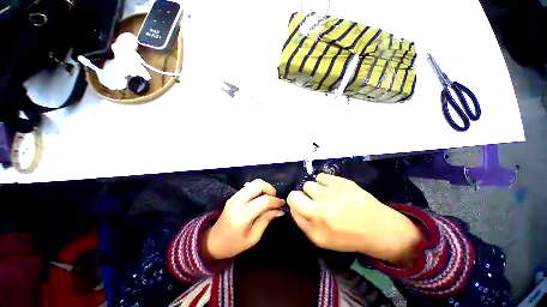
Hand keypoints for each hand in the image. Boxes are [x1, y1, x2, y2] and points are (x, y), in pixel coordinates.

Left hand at [203, 179, 284, 260]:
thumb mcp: (253, 237)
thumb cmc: (234, 244)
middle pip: (258, 184)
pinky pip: (249, 186)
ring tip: (269, 199)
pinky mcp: (234, 195)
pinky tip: (260, 198)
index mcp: (242, 215)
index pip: (264, 200)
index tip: (282, 204)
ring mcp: (235, 196)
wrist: (213, 241)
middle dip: (270, 189)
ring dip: (265, 188)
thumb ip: (266, 220)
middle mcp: (238, 201)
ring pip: (254, 183)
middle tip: (275, 200)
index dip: (276, 201)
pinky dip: (258, 189)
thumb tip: (280, 210)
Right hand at [287, 174, 422, 266]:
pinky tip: (333, 190)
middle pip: (297, 192)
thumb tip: (294, 204)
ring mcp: (332, 193)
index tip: (303, 205)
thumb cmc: (347, 236)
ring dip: (315, 191)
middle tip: (316, 202)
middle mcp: (321, 208)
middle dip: (303, 197)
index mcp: (315, 224)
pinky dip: (324, 182)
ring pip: (309, 184)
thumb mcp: (320, 239)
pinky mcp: (342, 182)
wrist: (378, 229)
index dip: (295, 203)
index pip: (292, 202)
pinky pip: (321, 176)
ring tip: (327, 196)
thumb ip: (302, 221)